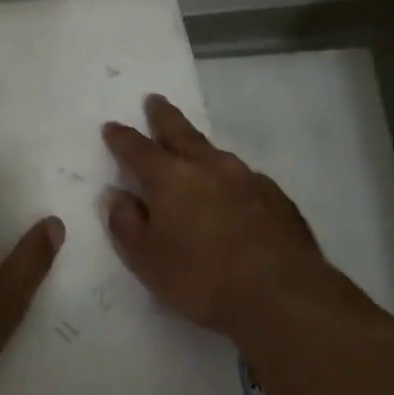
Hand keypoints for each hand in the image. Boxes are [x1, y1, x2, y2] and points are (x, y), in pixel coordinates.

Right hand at [102, 94, 344, 341]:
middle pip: (180, 132)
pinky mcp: (277, 198)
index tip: (111, 126)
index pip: (137, 149)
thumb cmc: (202, 278)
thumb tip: (117, 195)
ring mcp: (247, 178)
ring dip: (199, 148)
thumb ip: (126, 223)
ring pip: (215, 153)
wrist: (281, 294)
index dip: (122, 138)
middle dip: (164, 116)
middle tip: (155, 100)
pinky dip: (231, 179)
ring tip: (193, 149)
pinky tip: (234, 192)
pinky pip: (245, 179)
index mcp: (170, 177)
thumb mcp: (146, 259)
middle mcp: (208, 166)